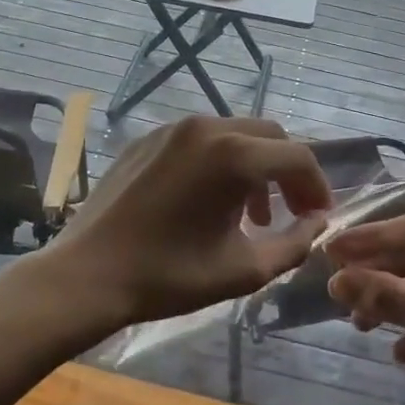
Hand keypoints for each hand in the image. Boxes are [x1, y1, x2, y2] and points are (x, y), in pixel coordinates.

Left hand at [51, 116, 330, 328]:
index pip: (297, 156)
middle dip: (287, 172)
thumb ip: (294, 244)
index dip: (316, 186)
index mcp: (234, 155)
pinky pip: (199, 141)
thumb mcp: (244, 270)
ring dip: (254, 167)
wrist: (88, 275)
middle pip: (269, 135)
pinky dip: (219, 162)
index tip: (317, 217)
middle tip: (289, 212)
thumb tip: (317, 223)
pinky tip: (207, 201)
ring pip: (234, 134)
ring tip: (248, 215)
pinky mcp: (147, 138)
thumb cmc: (170, 276)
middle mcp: (207, 128)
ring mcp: (173, 129)